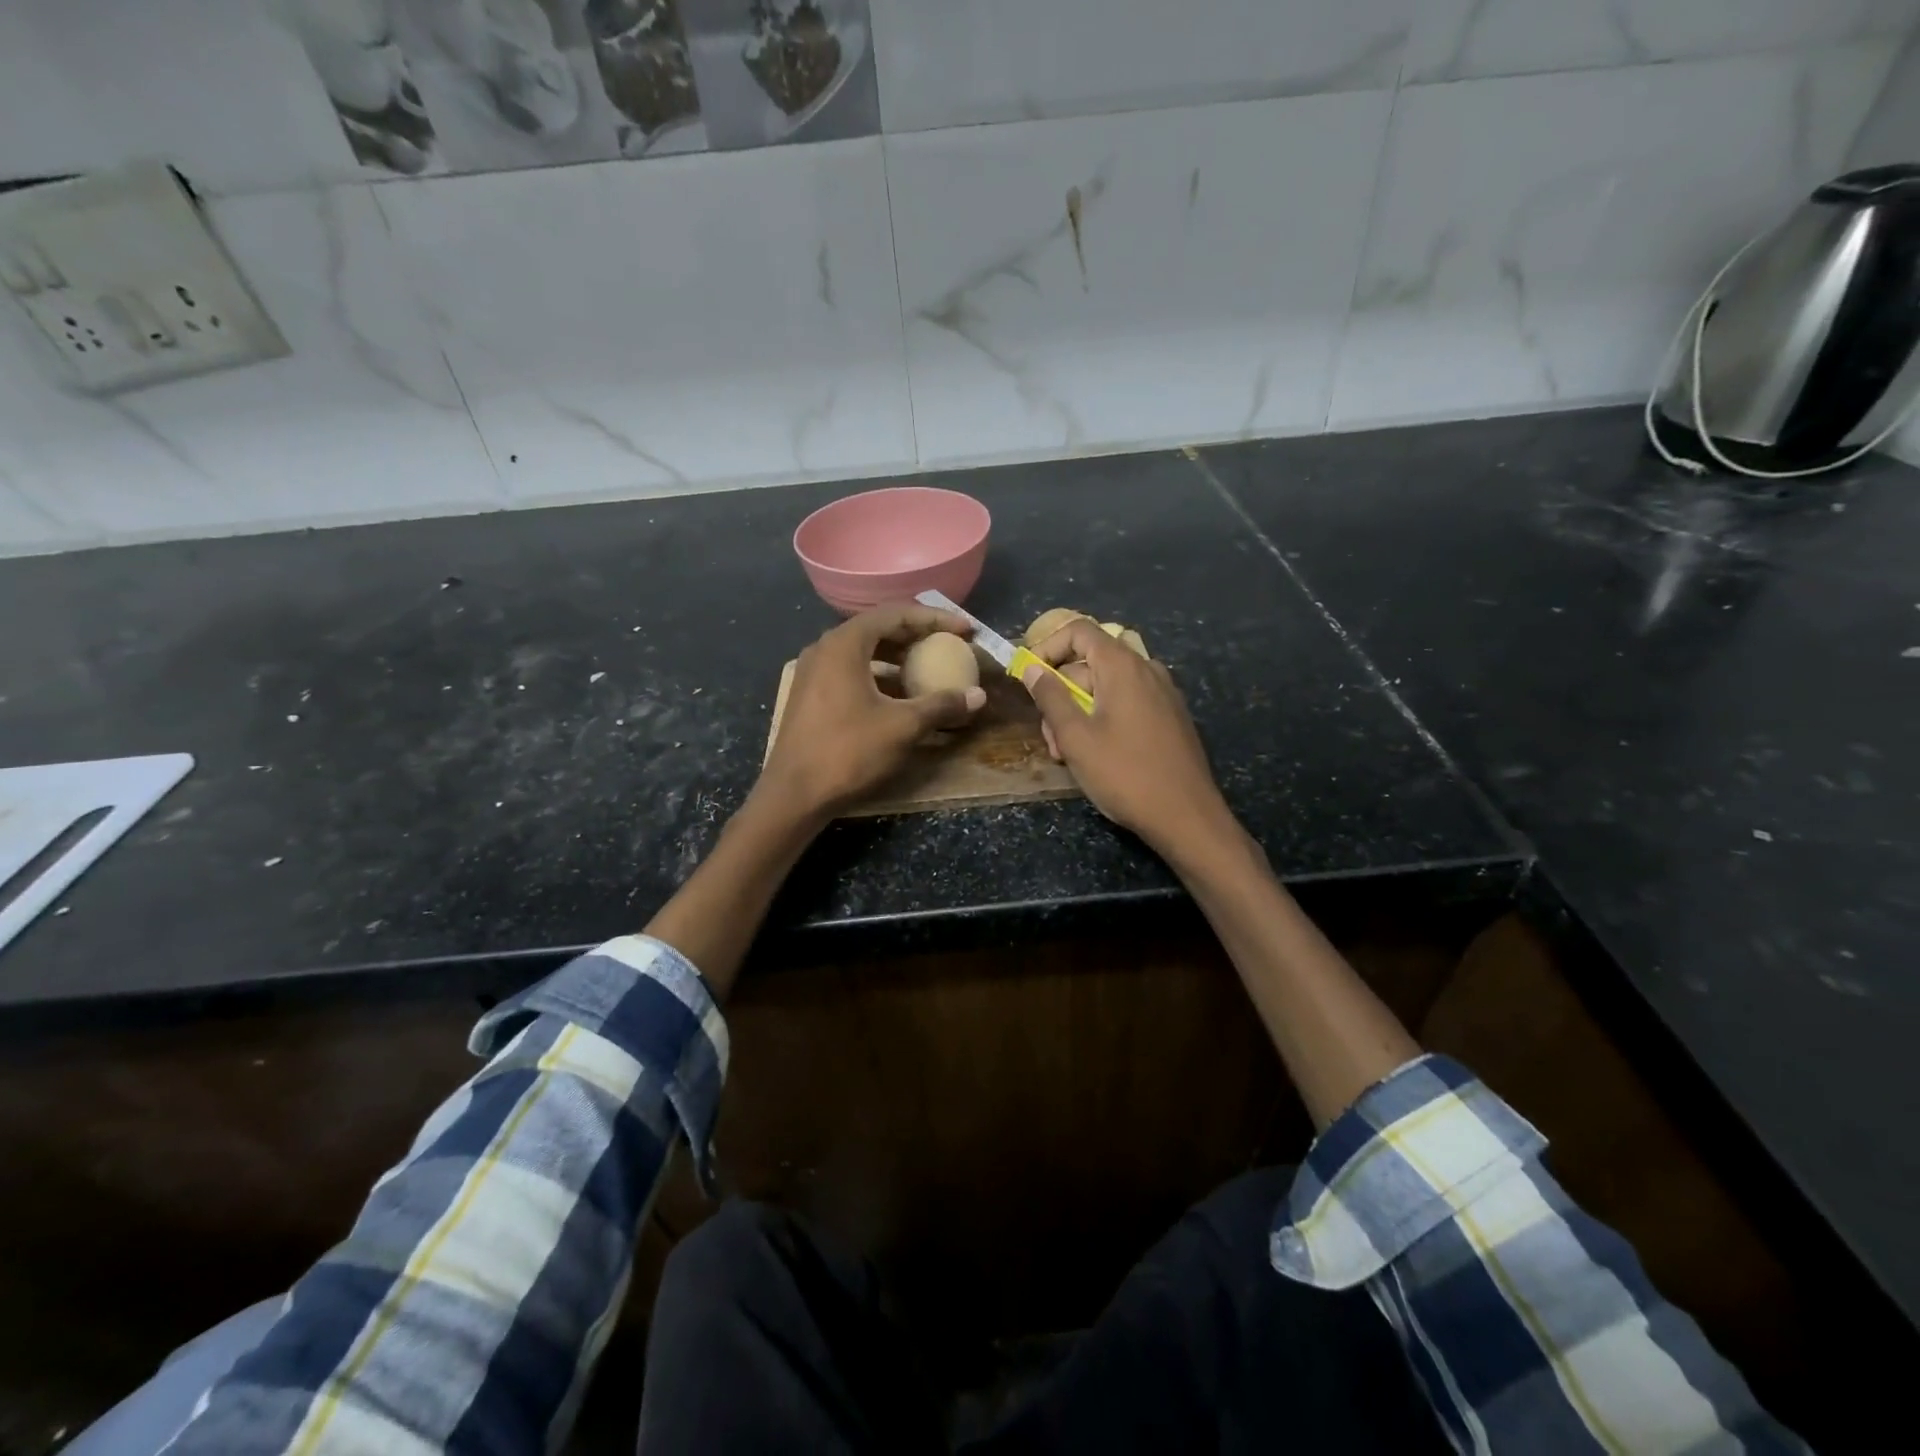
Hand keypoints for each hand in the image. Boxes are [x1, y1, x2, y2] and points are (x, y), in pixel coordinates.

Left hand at [758, 602, 986, 818]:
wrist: (794, 795)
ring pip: (864, 651)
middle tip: (950, 644)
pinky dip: (880, 675)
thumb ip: (941, 705)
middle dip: (917, 634)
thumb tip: (978, 696)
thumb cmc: (848, 752)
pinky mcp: (811, 695)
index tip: (965, 630)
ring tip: (928, 667)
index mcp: (845, 644)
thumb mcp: (902, 727)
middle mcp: (825, 648)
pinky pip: (852, 671)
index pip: (896, 614)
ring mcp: (814, 672)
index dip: (935, 619)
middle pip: (878, 628)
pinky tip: (899, 694)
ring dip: (898, 656)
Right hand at [1022, 619, 1232, 856]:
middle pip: (1091, 664)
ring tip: (1069, 755)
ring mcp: (1163, 694)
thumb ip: (1050, 697)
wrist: (1186, 816)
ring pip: (1107, 688)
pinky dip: (1104, 719)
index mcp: (1123, 666)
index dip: (1048, 646)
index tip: (1030, 677)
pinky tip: (1098, 756)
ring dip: (1079, 712)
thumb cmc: (1125, 774)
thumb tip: (1032, 667)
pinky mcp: (1171, 718)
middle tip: (1050, 738)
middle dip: (1061, 694)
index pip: (1079, 631)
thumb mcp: (1075, 737)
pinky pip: (1129, 704)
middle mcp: (1147, 670)